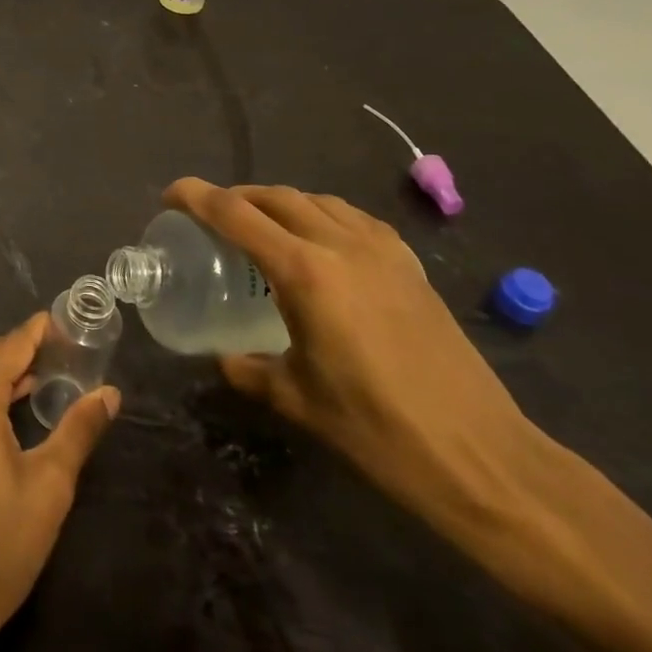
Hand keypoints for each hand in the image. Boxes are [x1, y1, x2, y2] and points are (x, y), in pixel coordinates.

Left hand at [0, 318, 118, 651]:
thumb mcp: (48, 487)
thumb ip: (78, 430)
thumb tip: (109, 393)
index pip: (15, 342)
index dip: (47, 330)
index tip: (79, 323)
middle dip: (32, 353)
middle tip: (76, 357)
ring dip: (10, 376)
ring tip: (55, 378)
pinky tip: (16, 409)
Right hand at [165, 179, 547, 535]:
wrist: (480, 456)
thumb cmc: (377, 430)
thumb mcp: (298, 400)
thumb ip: (250, 370)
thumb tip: (225, 357)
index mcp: (306, 273)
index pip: (236, 215)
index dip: (196, 197)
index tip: (170, 196)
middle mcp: (341, 245)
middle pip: (276, 197)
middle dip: (236, 197)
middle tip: (210, 215)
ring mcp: (382, 250)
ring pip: (317, 200)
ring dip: (279, 202)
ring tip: (261, 224)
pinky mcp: (410, 265)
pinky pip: (353, 218)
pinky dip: (322, 214)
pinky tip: (320, 241)